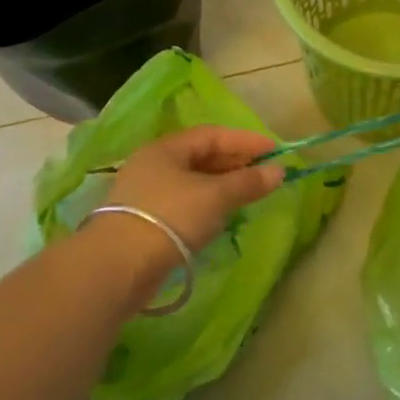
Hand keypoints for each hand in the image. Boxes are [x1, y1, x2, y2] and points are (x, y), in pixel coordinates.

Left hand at [104, 126, 284, 257]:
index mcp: (166, 148)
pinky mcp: (146, 221)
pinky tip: (222, 215)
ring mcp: (147, 193)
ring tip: (249, 194)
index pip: (212, 134)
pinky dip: (208, 204)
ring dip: (223, 185)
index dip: (245, 141)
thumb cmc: (171, 217)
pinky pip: (185, 203)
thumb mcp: (216, 196)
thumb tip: (279, 171)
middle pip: (201, 156)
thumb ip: (248, 182)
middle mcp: (153, 164)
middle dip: (235, 162)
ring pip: (193, 181)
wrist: (121, 265)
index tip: (275, 151)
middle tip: (265, 173)